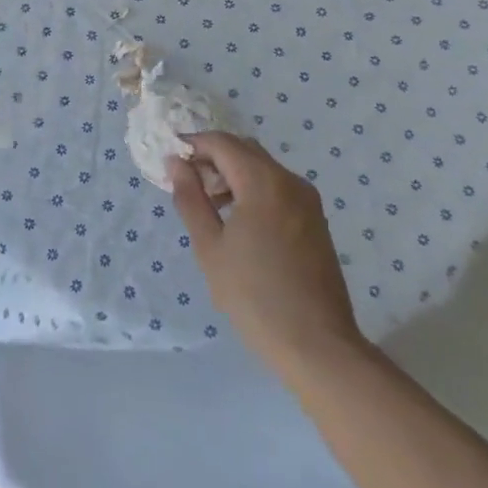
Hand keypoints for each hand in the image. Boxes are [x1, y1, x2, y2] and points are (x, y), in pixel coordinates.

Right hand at [170, 132, 363, 368]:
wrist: (317, 345)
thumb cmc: (253, 295)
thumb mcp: (209, 247)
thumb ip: (190, 198)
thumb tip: (176, 163)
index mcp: (264, 182)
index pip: (222, 143)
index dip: (193, 145)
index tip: (169, 161)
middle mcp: (290, 181)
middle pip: (244, 150)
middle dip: (212, 158)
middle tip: (186, 183)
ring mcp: (308, 201)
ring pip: (262, 168)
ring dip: (232, 174)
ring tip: (208, 206)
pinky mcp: (315, 220)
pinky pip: (277, 188)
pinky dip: (252, 190)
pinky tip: (237, 222)